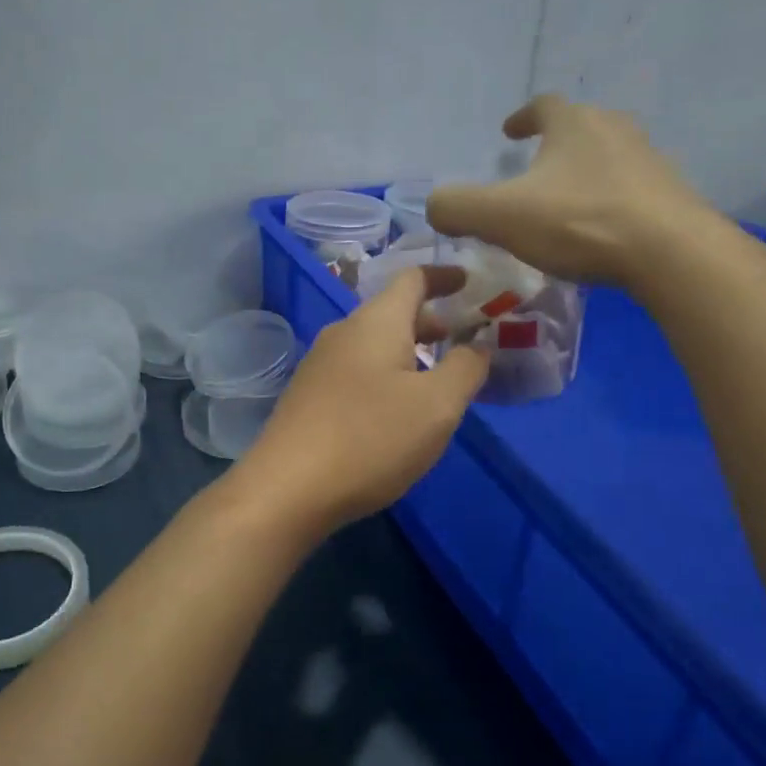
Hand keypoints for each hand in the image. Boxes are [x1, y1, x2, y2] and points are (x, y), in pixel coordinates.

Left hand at [229, 267, 490, 533]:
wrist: (287, 489)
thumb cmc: (370, 438)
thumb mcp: (437, 405)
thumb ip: (466, 367)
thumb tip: (478, 343)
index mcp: (376, 322)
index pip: (413, 279)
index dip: (444, 276)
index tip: (470, 282)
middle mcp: (343, 333)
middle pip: (393, 312)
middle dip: (432, 322)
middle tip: (465, 340)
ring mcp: (320, 366)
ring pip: (374, 345)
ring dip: (409, 352)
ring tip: (438, 378)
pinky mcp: (309, 398)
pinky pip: (357, 372)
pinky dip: (386, 376)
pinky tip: (397, 410)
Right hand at [424, 96, 726, 288]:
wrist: (669, 252)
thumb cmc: (578, 222)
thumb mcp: (500, 216)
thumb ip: (456, 207)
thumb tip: (435, 207)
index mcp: (573, 124)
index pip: (543, 105)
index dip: (522, 117)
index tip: (509, 132)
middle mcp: (614, 130)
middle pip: (580, 127)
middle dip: (554, 144)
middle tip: (533, 169)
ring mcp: (648, 161)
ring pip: (607, 158)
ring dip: (582, 173)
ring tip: (563, 203)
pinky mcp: (669, 195)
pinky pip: (628, 190)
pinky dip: (607, 201)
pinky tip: (597, 231)